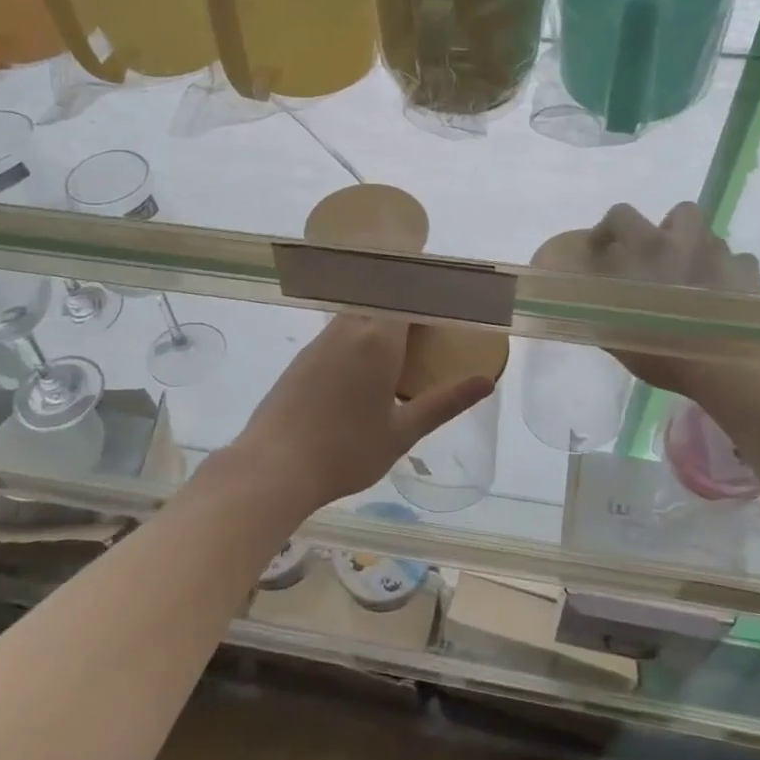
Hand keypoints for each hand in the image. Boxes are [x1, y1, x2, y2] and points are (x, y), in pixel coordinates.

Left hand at [233, 315, 492, 516]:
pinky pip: (341, 332)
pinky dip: (361, 335)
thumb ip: (445, 402)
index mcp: (378, 339)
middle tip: (433, 325)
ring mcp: (322, 341)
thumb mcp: (403, 432)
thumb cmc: (345, 451)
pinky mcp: (304, 357)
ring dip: (383, 318)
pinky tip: (367, 366)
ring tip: (405, 345)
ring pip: (359, 314)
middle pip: (384, 299)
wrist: (273, 467)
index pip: (409, 295)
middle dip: (409, 304)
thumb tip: (486, 381)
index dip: (430, 293)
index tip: (451, 299)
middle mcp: (349, 329)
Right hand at [585, 202, 759, 407]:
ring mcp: (724, 256)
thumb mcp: (617, 336)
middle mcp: (688, 242)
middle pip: (681, 212)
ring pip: (711, 238)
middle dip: (670, 229)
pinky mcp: (752, 276)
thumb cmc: (666, 351)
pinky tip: (723, 299)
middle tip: (661, 259)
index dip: (607, 229)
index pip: (621, 216)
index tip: (601, 249)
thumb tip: (586, 301)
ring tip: (693, 283)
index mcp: (649, 249)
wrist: (730, 369)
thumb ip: (600, 311)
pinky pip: (739, 264)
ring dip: (699, 253)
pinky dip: (729, 275)